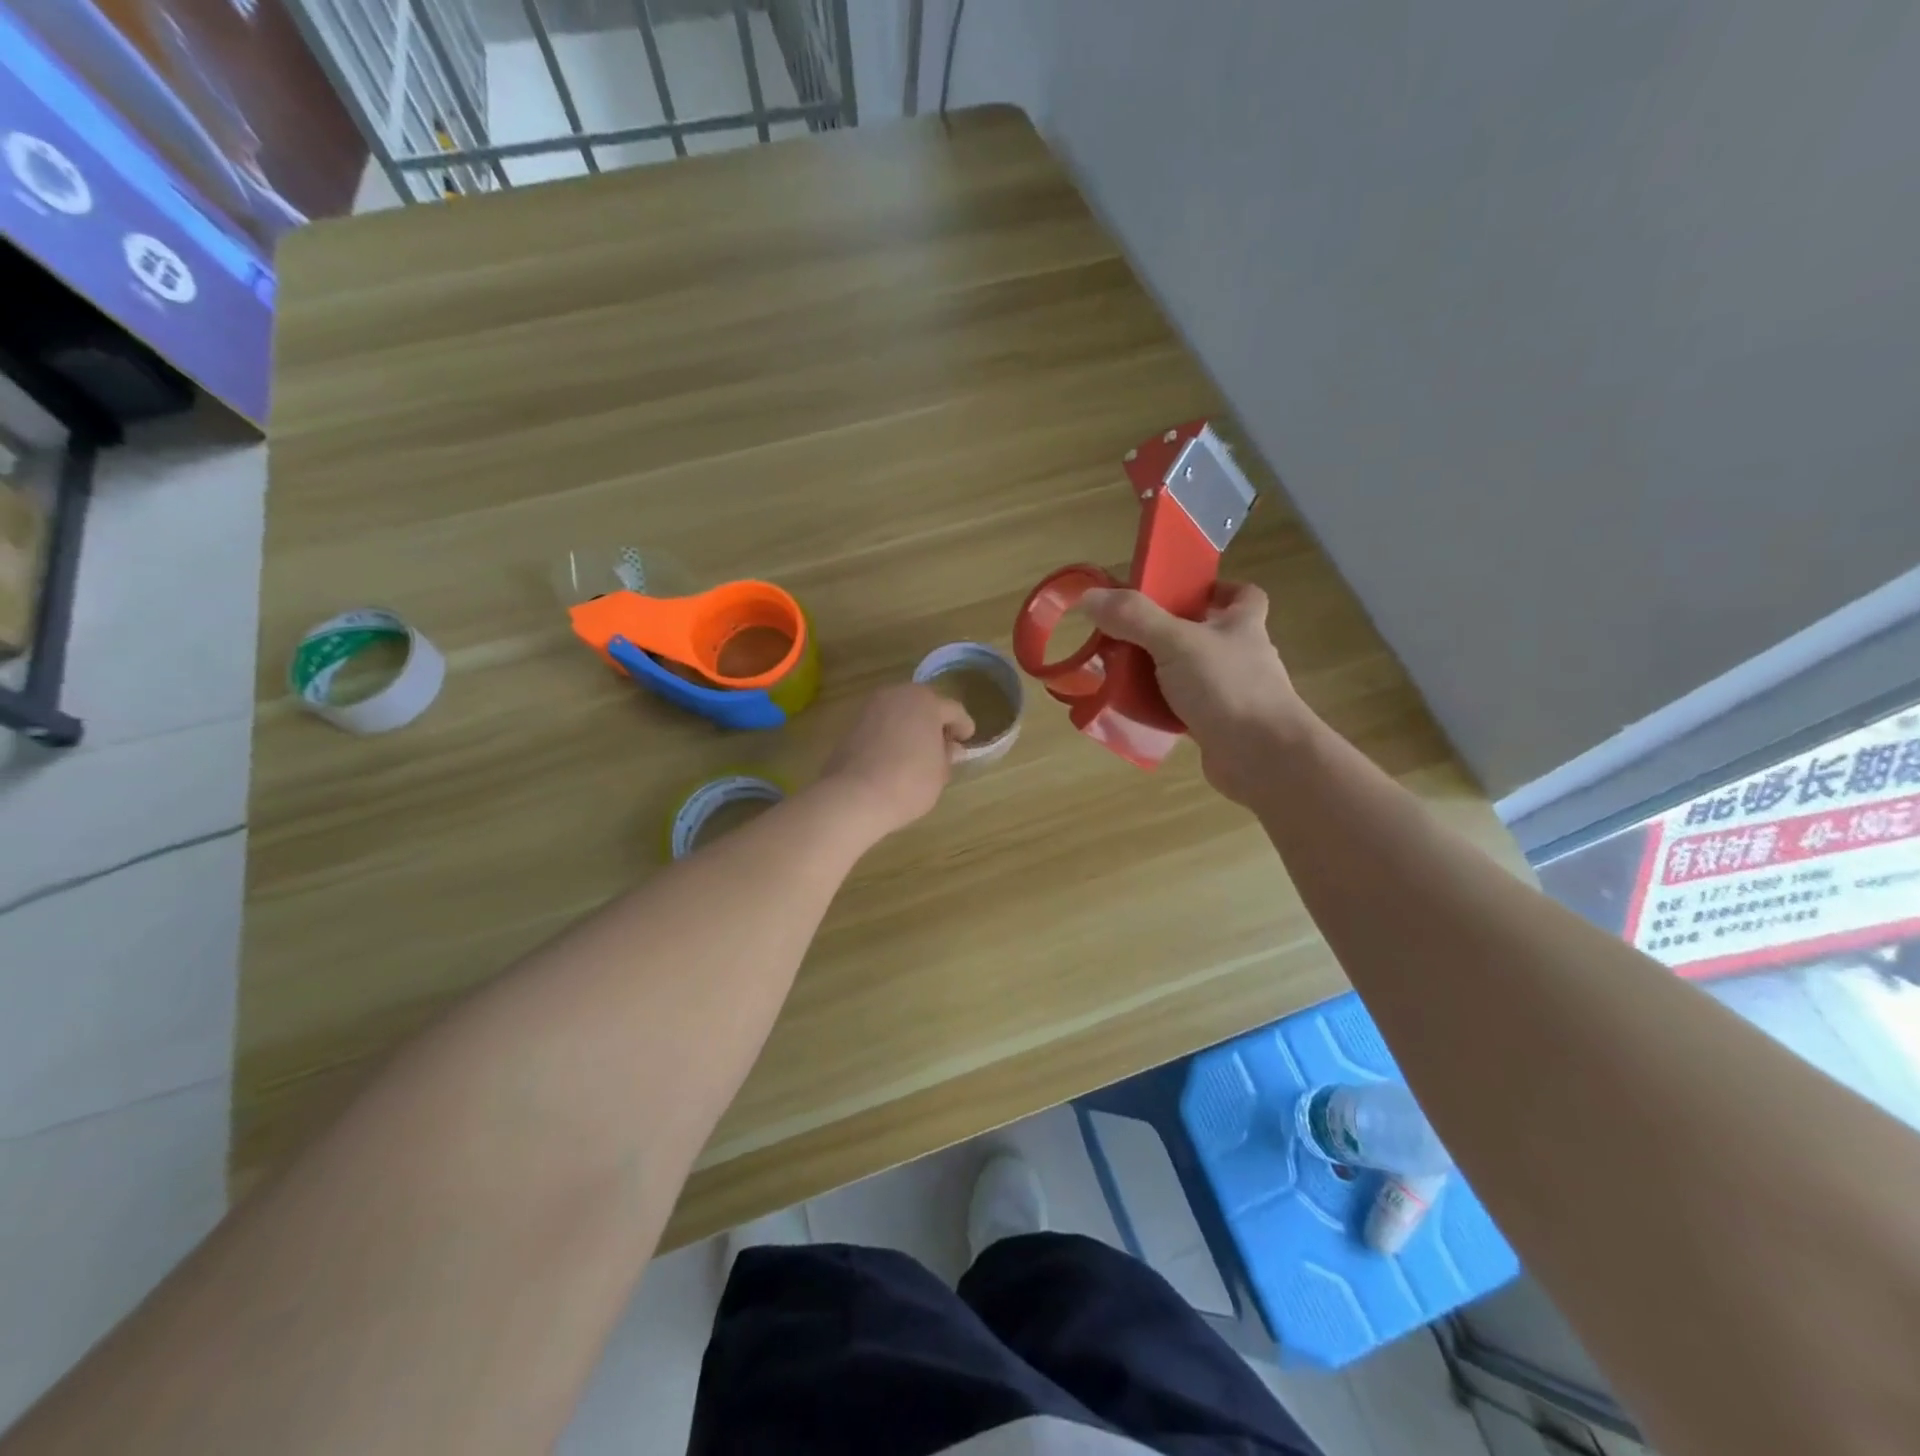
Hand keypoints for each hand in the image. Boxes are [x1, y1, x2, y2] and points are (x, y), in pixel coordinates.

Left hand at [819, 685, 974, 836]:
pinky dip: (892, 735)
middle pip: (924, 705)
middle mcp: (897, 695)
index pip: (953, 710)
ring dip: (912, 728)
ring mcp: (871, 708)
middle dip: (935, 723)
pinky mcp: (852, 725)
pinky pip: (882, 726)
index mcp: (925, 701)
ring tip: (919, 754)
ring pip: (900, 713)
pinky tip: (896, 757)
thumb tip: (950, 748)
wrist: (855, 796)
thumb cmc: (909, 781)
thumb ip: (947, 755)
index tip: (967, 741)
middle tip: (944, 746)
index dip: (964, 726)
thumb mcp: (940, 772)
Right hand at [1081, 581, 1311, 805]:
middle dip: (1169, 633)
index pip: (1241, 594)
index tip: (1180, 592)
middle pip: (1206, 634)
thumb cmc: (1228, 688)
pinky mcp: (1218, 726)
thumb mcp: (1176, 643)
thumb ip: (1134, 618)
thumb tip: (1089, 597)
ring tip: (1122, 672)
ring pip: (1191, 674)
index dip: (1214, 588)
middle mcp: (1241, 655)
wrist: (1263, 758)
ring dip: (1161, 672)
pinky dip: (1161, 709)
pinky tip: (1134, 712)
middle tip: (1129, 634)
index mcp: (1242, 624)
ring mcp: (1232, 693)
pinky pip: (1183, 710)